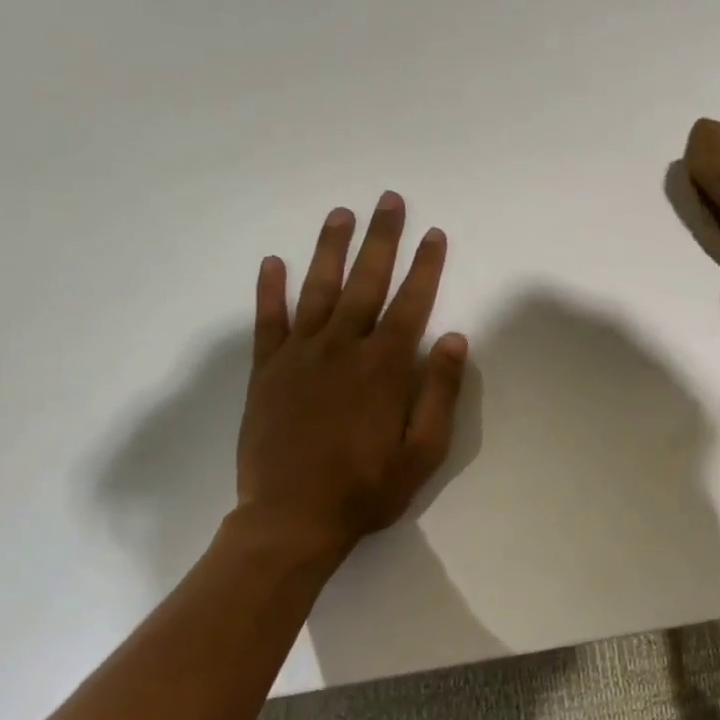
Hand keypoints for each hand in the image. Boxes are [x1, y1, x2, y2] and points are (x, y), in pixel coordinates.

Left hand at [229, 191, 467, 563]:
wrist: (291, 519)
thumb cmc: (366, 488)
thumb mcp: (422, 450)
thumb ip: (438, 392)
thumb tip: (453, 339)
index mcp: (382, 368)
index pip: (411, 304)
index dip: (425, 267)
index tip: (434, 234)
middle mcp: (341, 349)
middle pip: (365, 282)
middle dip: (381, 239)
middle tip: (389, 201)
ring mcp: (298, 357)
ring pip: (316, 290)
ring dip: (330, 249)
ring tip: (341, 214)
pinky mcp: (266, 372)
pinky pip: (267, 321)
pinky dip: (270, 290)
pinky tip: (273, 262)